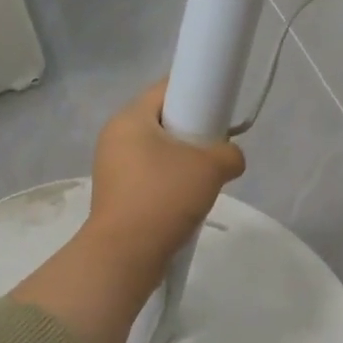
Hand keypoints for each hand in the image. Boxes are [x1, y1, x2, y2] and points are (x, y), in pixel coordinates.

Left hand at [86, 81, 245, 277]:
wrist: (126, 255)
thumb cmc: (164, 197)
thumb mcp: (211, 168)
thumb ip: (229, 153)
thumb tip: (230, 158)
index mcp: (129, 118)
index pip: (166, 88)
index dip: (196, 92)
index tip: (219, 111)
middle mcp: (115, 136)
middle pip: (163, 119)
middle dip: (192, 131)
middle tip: (215, 148)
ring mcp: (112, 167)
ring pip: (157, 150)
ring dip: (182, 160)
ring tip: (204, 180)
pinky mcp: (116, 193)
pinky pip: (150, 175)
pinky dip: (169, 181)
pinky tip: (186, 200)